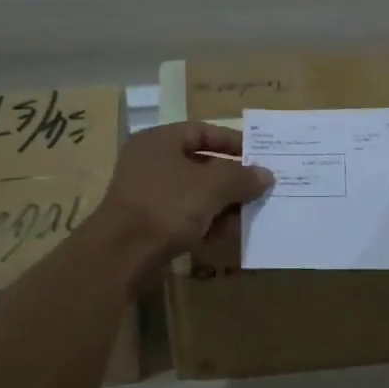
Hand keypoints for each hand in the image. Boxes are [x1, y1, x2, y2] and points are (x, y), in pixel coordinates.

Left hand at [88, 122, 272, 277]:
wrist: (122, 255)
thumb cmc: (167, 206)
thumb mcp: (212, 187)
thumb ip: (241, 177)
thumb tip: (266, 175)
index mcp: (159, 141)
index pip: (203, 131)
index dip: (233, 142)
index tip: (259, 155)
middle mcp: (151, 163)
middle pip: (201, 164)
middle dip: (232, 179)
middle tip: (260, 188)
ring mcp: (148, 195)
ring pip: (195, 193)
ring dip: (223, 204)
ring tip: (250, 215)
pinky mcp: (150, 224)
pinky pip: (185, 217)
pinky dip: (206, 223)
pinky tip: (227, 235)